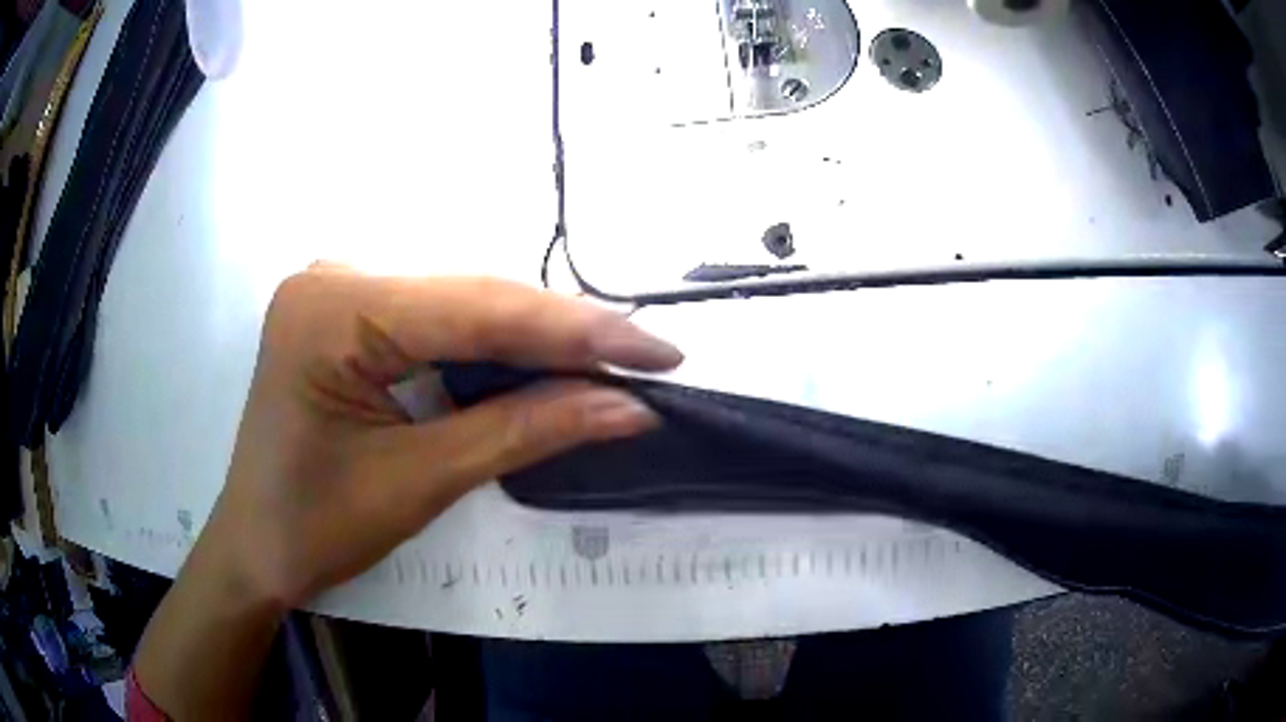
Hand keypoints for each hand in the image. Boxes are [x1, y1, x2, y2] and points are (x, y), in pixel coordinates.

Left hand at [212, 266, 682, 606]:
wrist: (256, 548)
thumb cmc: (317, 527)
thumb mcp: (420, 481)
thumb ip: (525, 431)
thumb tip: (628, 407)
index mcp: (335, 309)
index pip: (478, 307)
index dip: (578, 331)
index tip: (660, 353)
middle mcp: (336, 276)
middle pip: (473, 297)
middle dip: (563, 334)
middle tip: (644, 363)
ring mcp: (339, 289)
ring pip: (461, 303)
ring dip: (534, 339)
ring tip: (610, 364)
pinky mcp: (348, 312)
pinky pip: (436, 318)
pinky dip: (491, 346)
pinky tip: (540, 363)